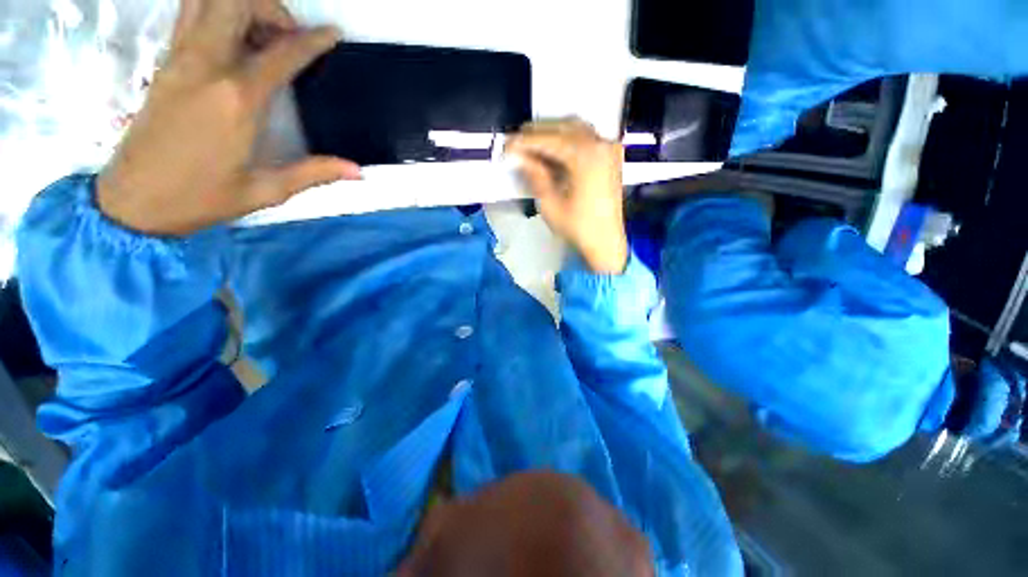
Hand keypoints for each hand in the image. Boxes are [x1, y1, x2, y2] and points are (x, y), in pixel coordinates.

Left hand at [97, 0, 360, 235]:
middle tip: (288, 35)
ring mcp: (179, 60)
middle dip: (270, 9)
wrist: (134, 200)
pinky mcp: (165, 64)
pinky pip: (188, 16)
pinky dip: (213, 12)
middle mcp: (206, 67)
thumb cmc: (202, 197)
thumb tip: (357, 171)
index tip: (332, 33)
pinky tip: (231, 38)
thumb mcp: (267, 190)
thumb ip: (315, 173)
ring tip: (260, 32)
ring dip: (239, 6)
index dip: (313, 40)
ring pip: (207, 1)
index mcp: (237, 100)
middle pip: (236, 4)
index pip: (282, 54)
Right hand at [505, 119, 627, 273]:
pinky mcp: (611, 157)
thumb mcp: (550, 204)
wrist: (606, 242)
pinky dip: (568, 140)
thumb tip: (520, 157)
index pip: (548, 139)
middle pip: (563, 126)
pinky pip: (587, 138)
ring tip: (531, 145)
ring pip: (576, 128)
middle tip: (516, 142)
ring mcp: (609, 149)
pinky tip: (554, 151)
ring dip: (552, 133)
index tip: (506, 145)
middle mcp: (600, 144)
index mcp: (585, 156)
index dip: (524, 141)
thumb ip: (535, 175)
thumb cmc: (578, 227)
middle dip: (537, 132)